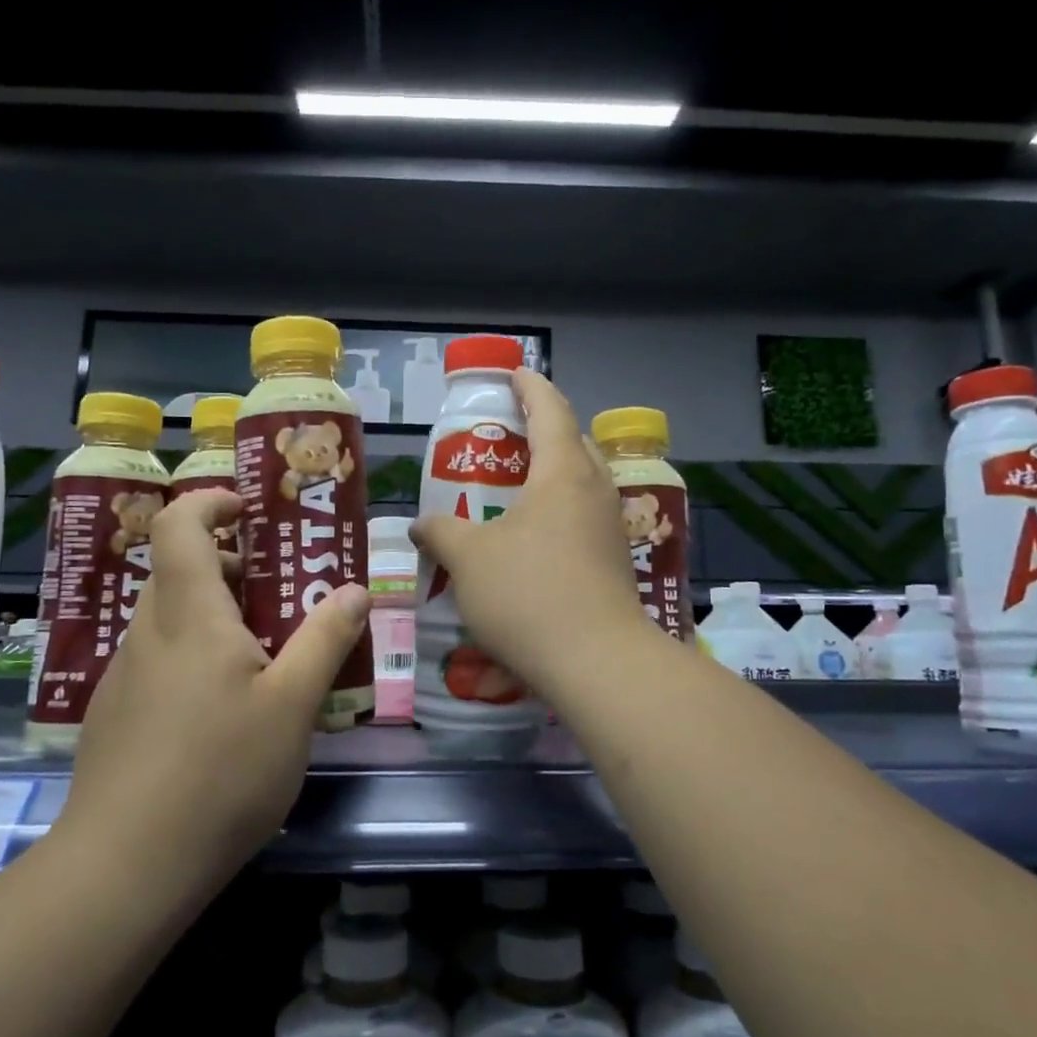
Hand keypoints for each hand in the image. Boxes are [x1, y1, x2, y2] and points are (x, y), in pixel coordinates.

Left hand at [57, 489, 370, 894]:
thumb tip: (356, 590)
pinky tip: (222, 711)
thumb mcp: (293, 705)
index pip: (177, 525)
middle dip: (225, 565)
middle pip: (176, 571)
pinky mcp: (113, 717)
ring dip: (211, 614)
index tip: (249, 512)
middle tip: (276, 591)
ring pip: (167, 620)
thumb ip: (325, 640)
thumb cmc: (220, 773)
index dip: (210, 503)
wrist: (124, 869)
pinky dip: (191, 656)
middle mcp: (147, 634)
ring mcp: (123, 678)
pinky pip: (156, 661)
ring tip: (261, 655)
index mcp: (189, 616)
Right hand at [410, 368, 651, 701]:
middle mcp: (595, 490)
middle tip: (505, 436)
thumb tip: (420, 524)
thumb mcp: (468, 558)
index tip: (513, 374)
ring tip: (514, 488)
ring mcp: (611, 527)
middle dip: (542, 429)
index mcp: (563, 471)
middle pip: (572, 442)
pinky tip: (532, 540)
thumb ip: (440, 531)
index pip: (549, 408)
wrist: (596, 662)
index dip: (529, 386)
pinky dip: (558, 512)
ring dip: (552, 475)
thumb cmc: (528, 593)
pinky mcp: (615, 562)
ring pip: (581, 483)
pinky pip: (584, 518)